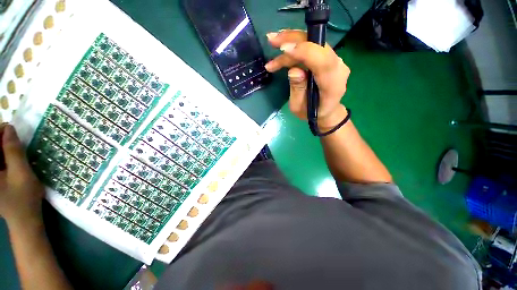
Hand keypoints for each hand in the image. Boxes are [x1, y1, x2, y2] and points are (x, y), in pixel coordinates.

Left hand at [0, 124, 44, 228]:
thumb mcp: (21, 173)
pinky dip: (2, 156)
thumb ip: (13, 151)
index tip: (9, 128)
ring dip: (2, 148)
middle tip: (12, 136)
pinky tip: (10, 157)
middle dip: (0, 140)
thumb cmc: (23, 198)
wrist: (25, 219)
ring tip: (12, 145)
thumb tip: (9, 128)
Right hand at [265, 30, 350, 129]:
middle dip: (293, 40)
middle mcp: (338, 68)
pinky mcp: (329, 58)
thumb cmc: (312, 113)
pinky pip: (313, 47)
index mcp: (332, 85)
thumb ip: (298, 89)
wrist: (327, 111)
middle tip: (272, 39)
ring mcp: (335, 61)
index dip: (304, 52)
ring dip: (292, 41)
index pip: (323, 62)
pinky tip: (283, 50)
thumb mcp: (299, 107)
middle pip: (318, 46)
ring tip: (273, 43)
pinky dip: (296, 46)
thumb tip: (293, 70)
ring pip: (314, 43)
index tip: (283, 49)